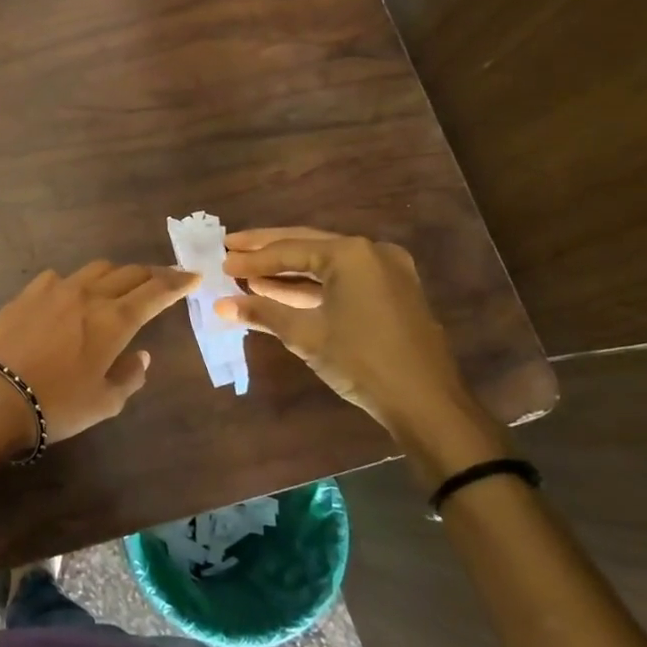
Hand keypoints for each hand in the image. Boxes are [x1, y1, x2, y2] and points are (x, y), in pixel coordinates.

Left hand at [0, 261, 198, 441]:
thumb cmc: (58, 405)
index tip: (193, 276)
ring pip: (95, 269)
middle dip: (151, 275)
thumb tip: (141, 354)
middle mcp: (89, 295)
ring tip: (118, 286)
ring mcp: (55, 289)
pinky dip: (75, 283)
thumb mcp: (106, 402)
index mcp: (115, 320)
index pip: (156, 292)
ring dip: (115, 274)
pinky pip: (59, 277)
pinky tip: (69, 297)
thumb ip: (130, 375)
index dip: (178, 283)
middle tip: (162, 281)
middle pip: (128, 273)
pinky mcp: (27, 293)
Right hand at [214, 226, 474, 436]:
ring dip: (288, 269)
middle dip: (267, 250)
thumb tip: (221, 306)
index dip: (252, 259)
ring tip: (249, 274)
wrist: (426, 402)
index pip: (289, 249)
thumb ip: (262, 313)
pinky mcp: (392, 291)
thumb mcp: (305, 335)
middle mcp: (371, 252)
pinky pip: (343, 278)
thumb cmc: (361, 361)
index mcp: (350, 254)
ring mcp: (386, 271)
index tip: (222, 262)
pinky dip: (312, 284)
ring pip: (325, 261)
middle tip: (231, 247)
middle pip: (307, 244)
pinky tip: (281, 292)